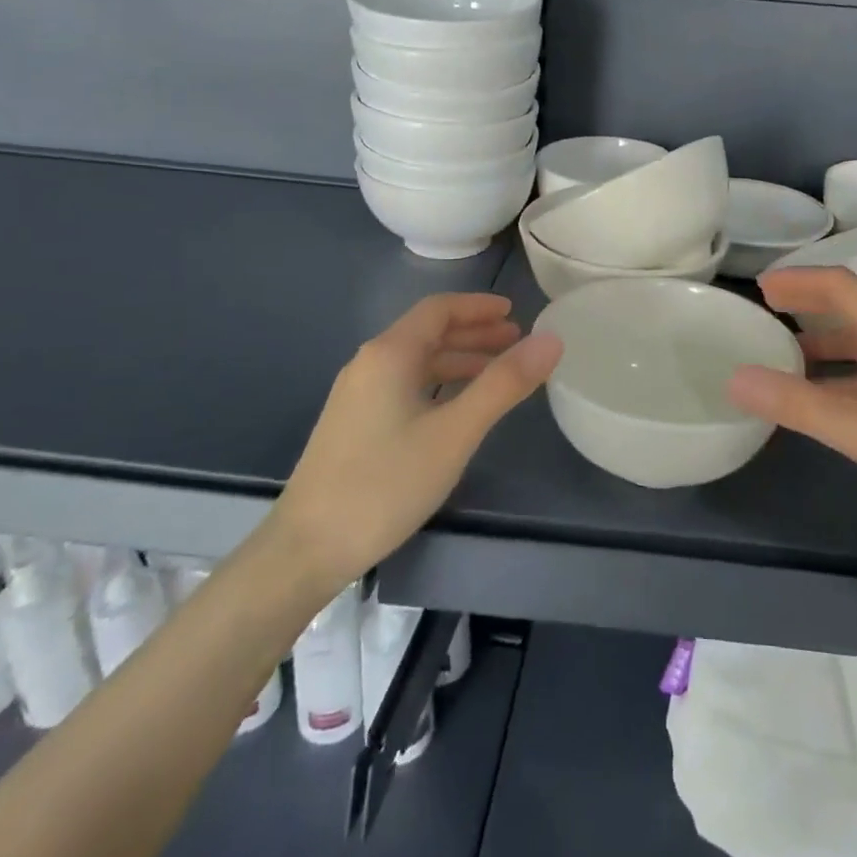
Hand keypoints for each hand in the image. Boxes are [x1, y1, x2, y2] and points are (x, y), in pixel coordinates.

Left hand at [279, 293, 561, 580]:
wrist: (305, 550)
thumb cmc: (385, 483)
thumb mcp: (455, 433)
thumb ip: (504, 384)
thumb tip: (551, 340)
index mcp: (390, 354)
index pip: (439, 309)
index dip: (479, 307)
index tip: (515, 313)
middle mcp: (369, 364)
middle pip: (428, 333)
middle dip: (474, 333)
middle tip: (517, 343)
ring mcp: (357, 395)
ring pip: (417, 362)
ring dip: (458, 360)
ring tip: (497, 374)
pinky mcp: (353, 424)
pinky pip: (405, 386)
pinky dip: (439, 384)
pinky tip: (456, 409)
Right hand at [726, 267, 856, 548]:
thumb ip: (797, 404)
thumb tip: (735, 378)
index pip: (841, 286)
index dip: (799, 279)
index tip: (759, 288)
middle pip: (852, 309)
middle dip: (807, 307)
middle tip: (766, 316)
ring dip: (823, 344)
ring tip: (784, 359)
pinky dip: (841, 374)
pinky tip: (824, 399)